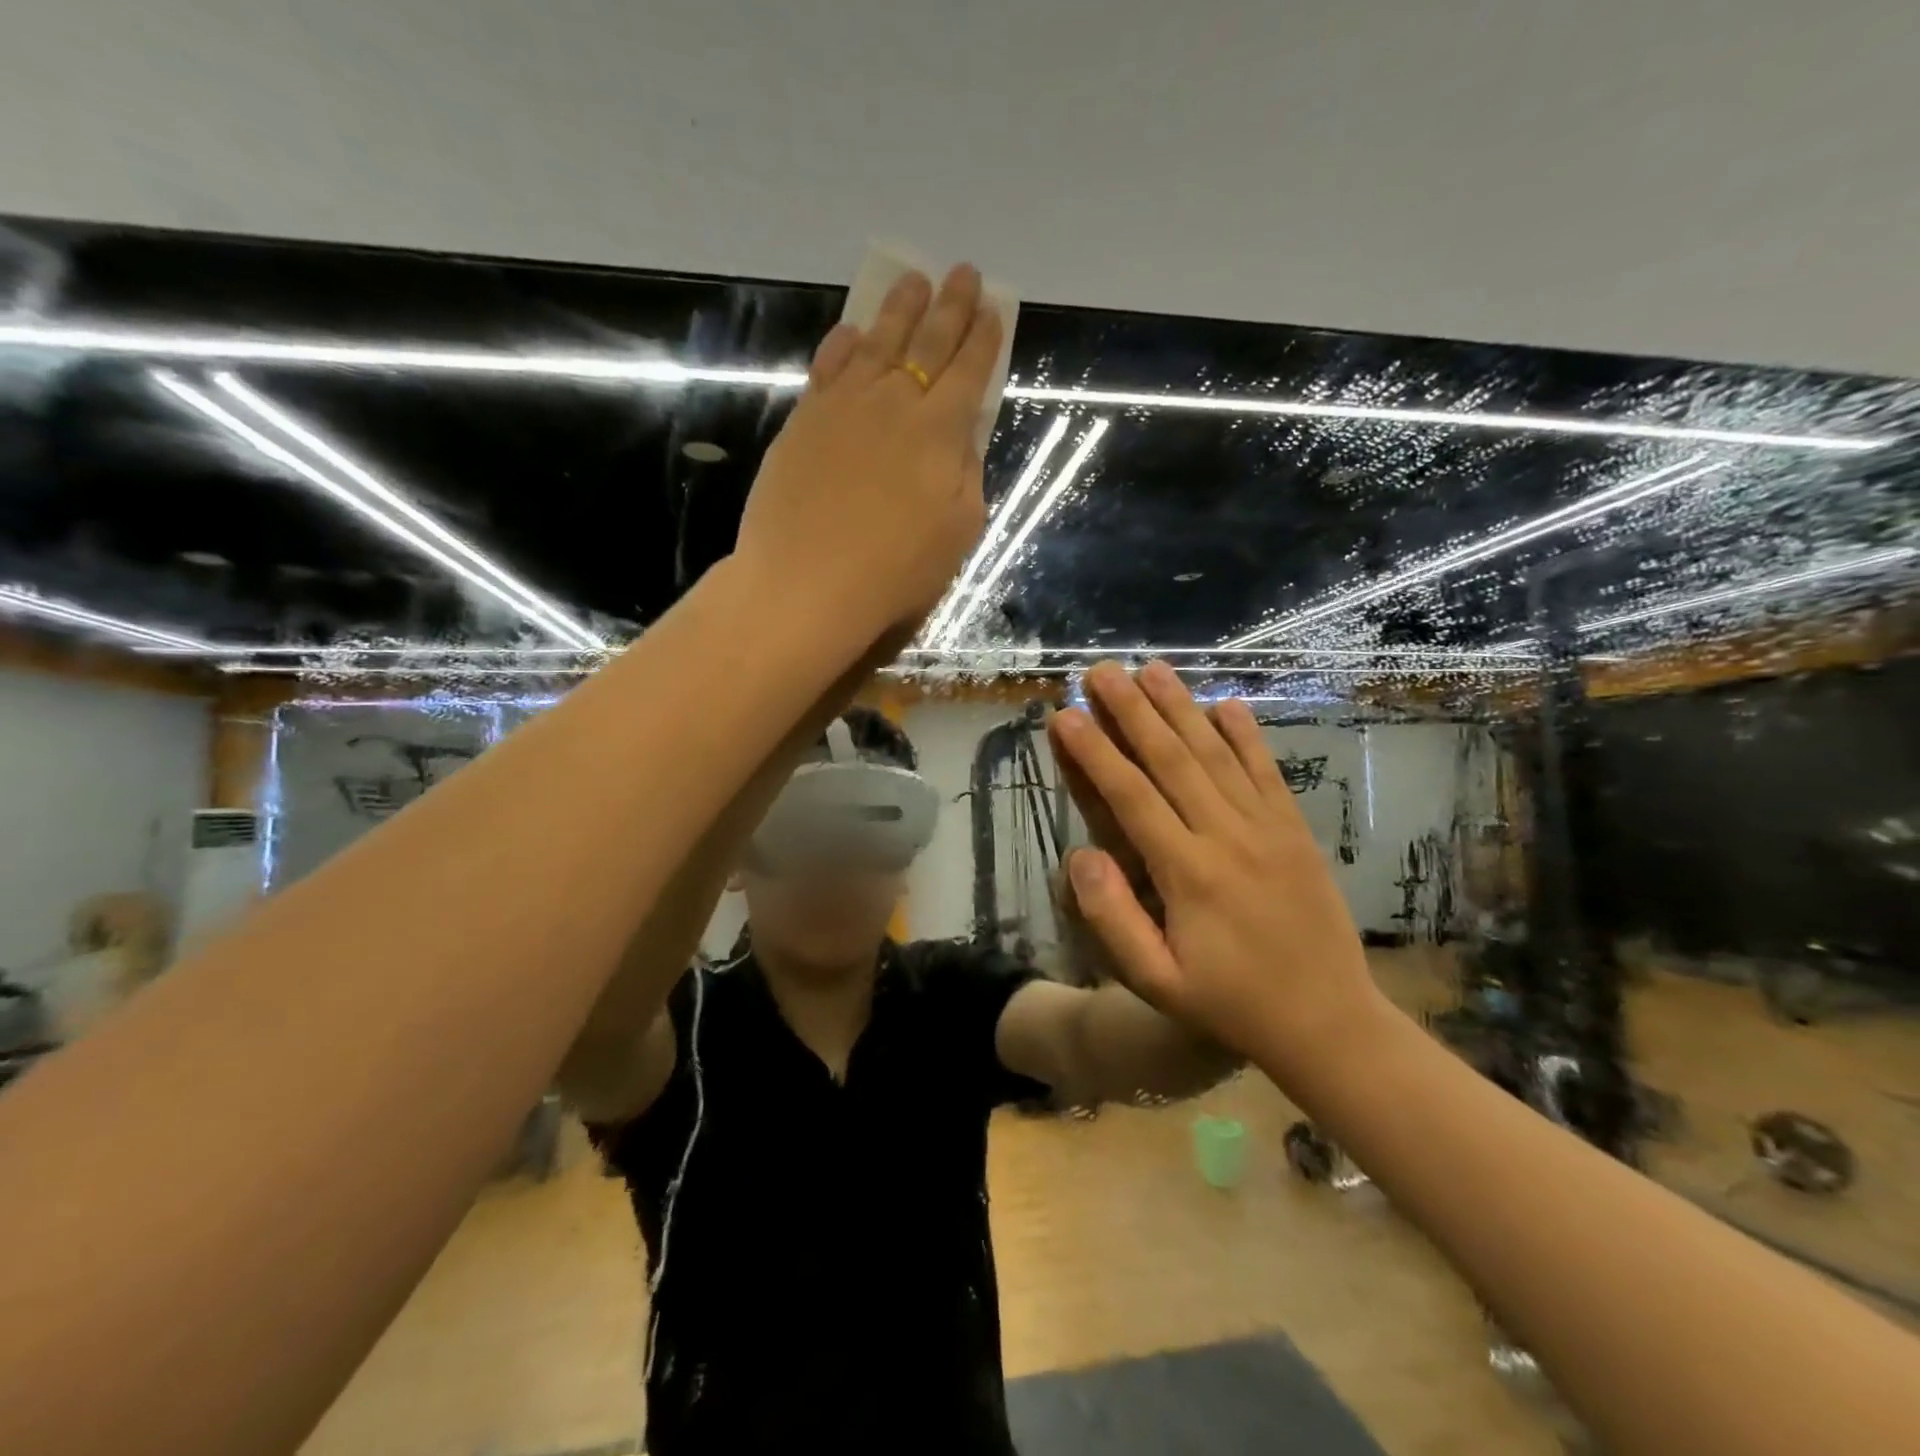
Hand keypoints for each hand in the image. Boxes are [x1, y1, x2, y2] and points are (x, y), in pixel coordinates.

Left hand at [735, 265, 1003, 641]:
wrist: (807, 583)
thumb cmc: (895, 570)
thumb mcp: (958, 531)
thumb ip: (966, 476)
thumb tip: (962, 439)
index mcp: (940, 431)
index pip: (970, 371)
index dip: (984, 338)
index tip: (993, 308)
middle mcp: (894, 403)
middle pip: (927, 343)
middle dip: (950, 306)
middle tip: (962, 272)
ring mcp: (844, 406)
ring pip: (877, 342)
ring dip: (899, 309)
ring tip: (912, 281)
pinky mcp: (804, 421)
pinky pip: (828, 368)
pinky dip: (843, 345)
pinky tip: (852, 332)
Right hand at [1047, 661, 1386, 1075]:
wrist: (1329, 1023)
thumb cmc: (1231, 1004)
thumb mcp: (1157, 983)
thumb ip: (1112, 919)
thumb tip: (1079, 857)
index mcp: (1188, 873)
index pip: (1131, 797)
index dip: (1095, 752)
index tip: (1067, 714)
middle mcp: (1227, 836)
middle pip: (1173, 759)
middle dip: (1133, 710)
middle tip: (1102, 671)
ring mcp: (1267, 828)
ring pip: (1217, 754)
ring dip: (1182, 708)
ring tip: (1152, 668)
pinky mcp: (1295, 830)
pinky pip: (1268, 771)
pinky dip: (1246, 735)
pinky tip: (1226, 703)